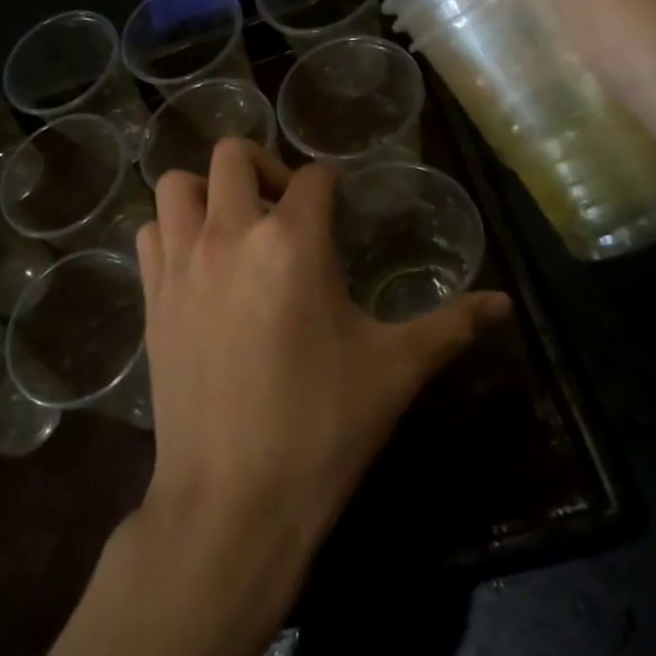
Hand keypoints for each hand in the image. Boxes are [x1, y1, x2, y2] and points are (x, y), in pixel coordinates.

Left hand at [134, 139, 509, 559]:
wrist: (233, 499)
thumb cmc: (323, 427)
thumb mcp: (396, 370)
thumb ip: (452, 326)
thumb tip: (505, 304)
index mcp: (294, 241)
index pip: (314, 178)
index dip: (332, 184)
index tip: (341, 205)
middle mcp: (230, 234)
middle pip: (233, 155)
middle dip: (264, 165)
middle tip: (286, 204)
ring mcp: (181, 263)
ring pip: (177, 185)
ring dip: (207, 190)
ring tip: (234, 223)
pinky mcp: (152, 298)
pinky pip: (150, 234)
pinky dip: (171, 230)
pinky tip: (199, 263)